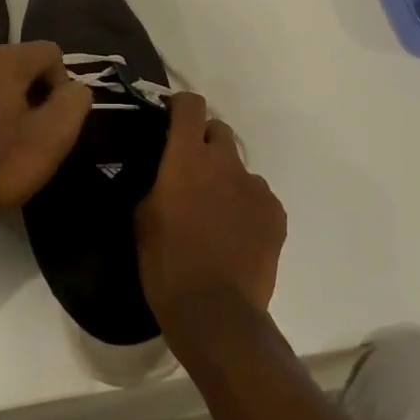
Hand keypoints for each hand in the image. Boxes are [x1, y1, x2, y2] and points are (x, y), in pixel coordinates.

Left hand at [0, 41, 91, 240]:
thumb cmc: (2, 164)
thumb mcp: (55, 134)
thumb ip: (75, 99)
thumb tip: (74, 88)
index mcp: (3, 60)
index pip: (50, 53)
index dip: (62, 84)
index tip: (54, 119)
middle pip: (23, 63)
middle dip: (36, 92)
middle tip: (36, 132)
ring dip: (11, 103)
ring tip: (10, 140)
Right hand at [137, 93, 285, 337]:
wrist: (216, 314)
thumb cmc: (167, 265)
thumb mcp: (143, 219)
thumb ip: (159, 183)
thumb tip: (168, 174)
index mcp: (186, 158)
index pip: (190, 105)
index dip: (181, 107)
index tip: (172, 121)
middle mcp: (224, 161)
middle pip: (219, 130)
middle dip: (205, 143)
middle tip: (193, 174)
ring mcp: (255, 186)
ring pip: (239, 167)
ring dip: (227, 179)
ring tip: (217, 215)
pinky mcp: (276, 212)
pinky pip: (259, 196)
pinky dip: (247, 207)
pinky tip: (237, 236)